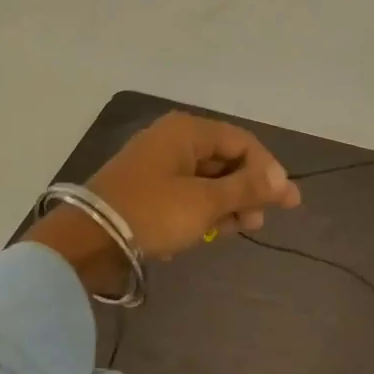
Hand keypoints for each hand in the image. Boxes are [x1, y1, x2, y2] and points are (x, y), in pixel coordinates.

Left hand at [32, 111, 301, 291]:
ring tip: (237, 230)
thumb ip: (248, 189)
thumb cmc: (153, 213)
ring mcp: (158, 166)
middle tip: (258, 222)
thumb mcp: (206, 202)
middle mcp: (173, 141)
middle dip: (247, 192)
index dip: (267, 171)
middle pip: (226, 162)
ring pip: (208, 181)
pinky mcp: (147, 191)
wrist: (88, 241)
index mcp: (187, 132)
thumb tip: (284, 181)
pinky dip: (203, 211)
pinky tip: (209, 233)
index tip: (285, 201)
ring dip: (227, 205)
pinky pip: (188, 195)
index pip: (242, 143)